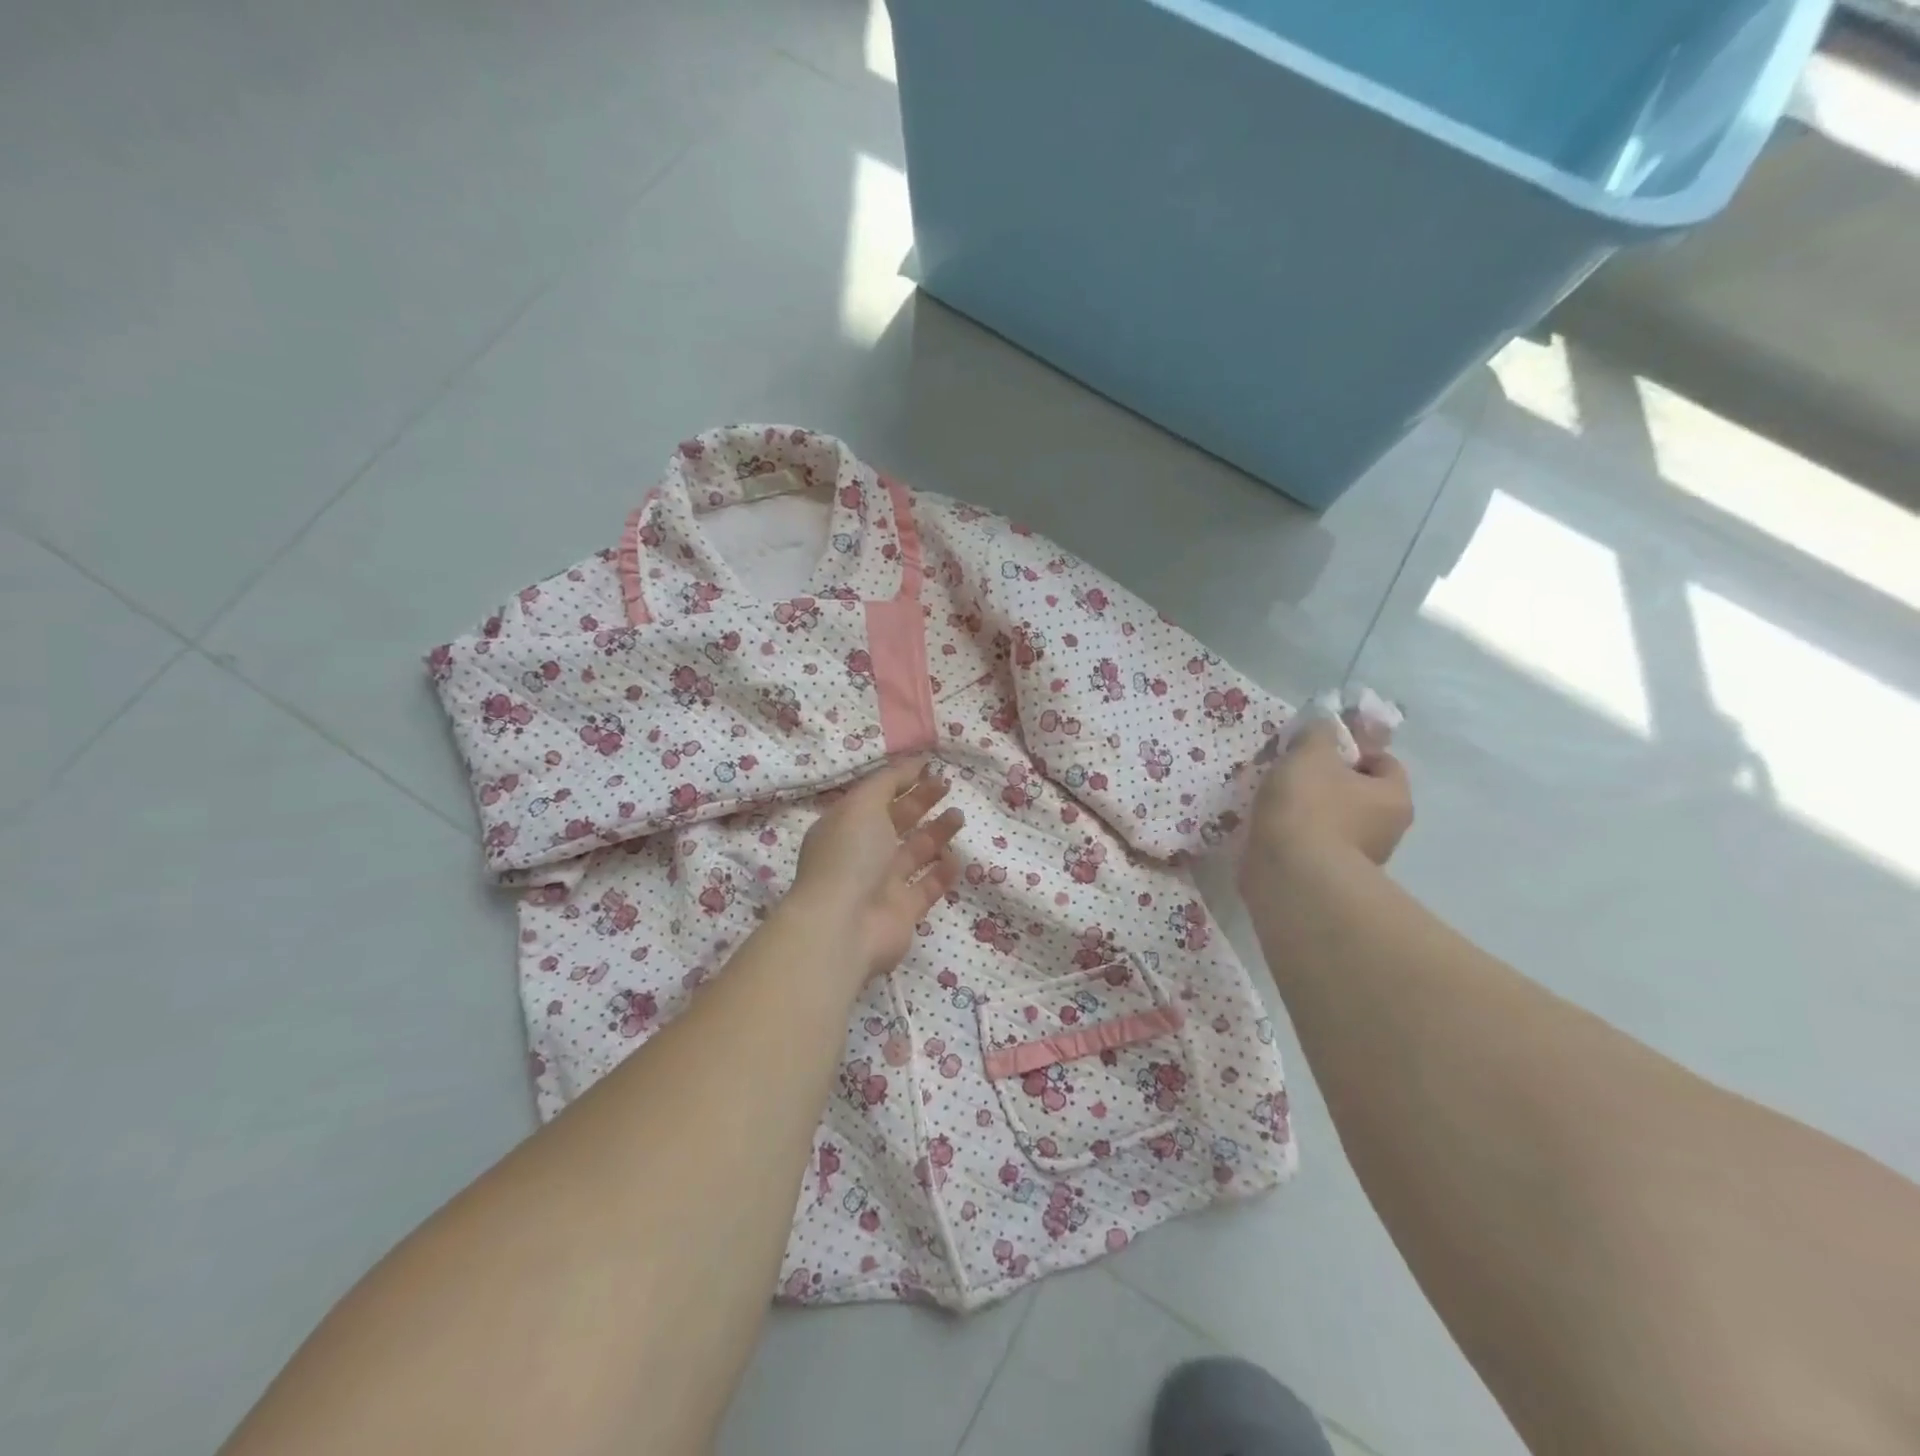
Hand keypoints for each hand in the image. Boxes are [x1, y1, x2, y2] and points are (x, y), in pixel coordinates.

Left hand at [787, 758, 962, 981]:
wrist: (843, 927)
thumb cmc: (849, 856)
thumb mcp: (863, 804)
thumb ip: (889, 781)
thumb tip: (914, 763)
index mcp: (845, 826)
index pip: (875, 797)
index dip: (900, 781)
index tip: (929, 767)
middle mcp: (861, 853)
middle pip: (896, 822)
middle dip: (921, 802)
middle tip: (947, 786)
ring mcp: (882, 884)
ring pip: (914, 852)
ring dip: (936, 833)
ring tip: (959, 816)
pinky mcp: (903, 911)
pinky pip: (927, 886)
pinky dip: (942, 872)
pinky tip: (956, 857)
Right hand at [1242, 717, 1411, 886]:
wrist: (1290, 875)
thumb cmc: (1309, 807)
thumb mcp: (1311, 754)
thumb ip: (1318, 733)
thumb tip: (1324, 725)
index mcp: (1393, 797)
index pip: (1383, 762)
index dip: (1353, 748)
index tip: (1318, 746)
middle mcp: (1386, 831)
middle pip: (1358, 792)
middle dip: (1327, 780)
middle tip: (1291, 770)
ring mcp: (1358, 859)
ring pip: (1334, 820)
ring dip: (1308, 810)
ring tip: (1273, 801)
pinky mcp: (1327, 878)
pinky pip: (1312, 844)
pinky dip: (1295, 835)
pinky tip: (1270, 829)